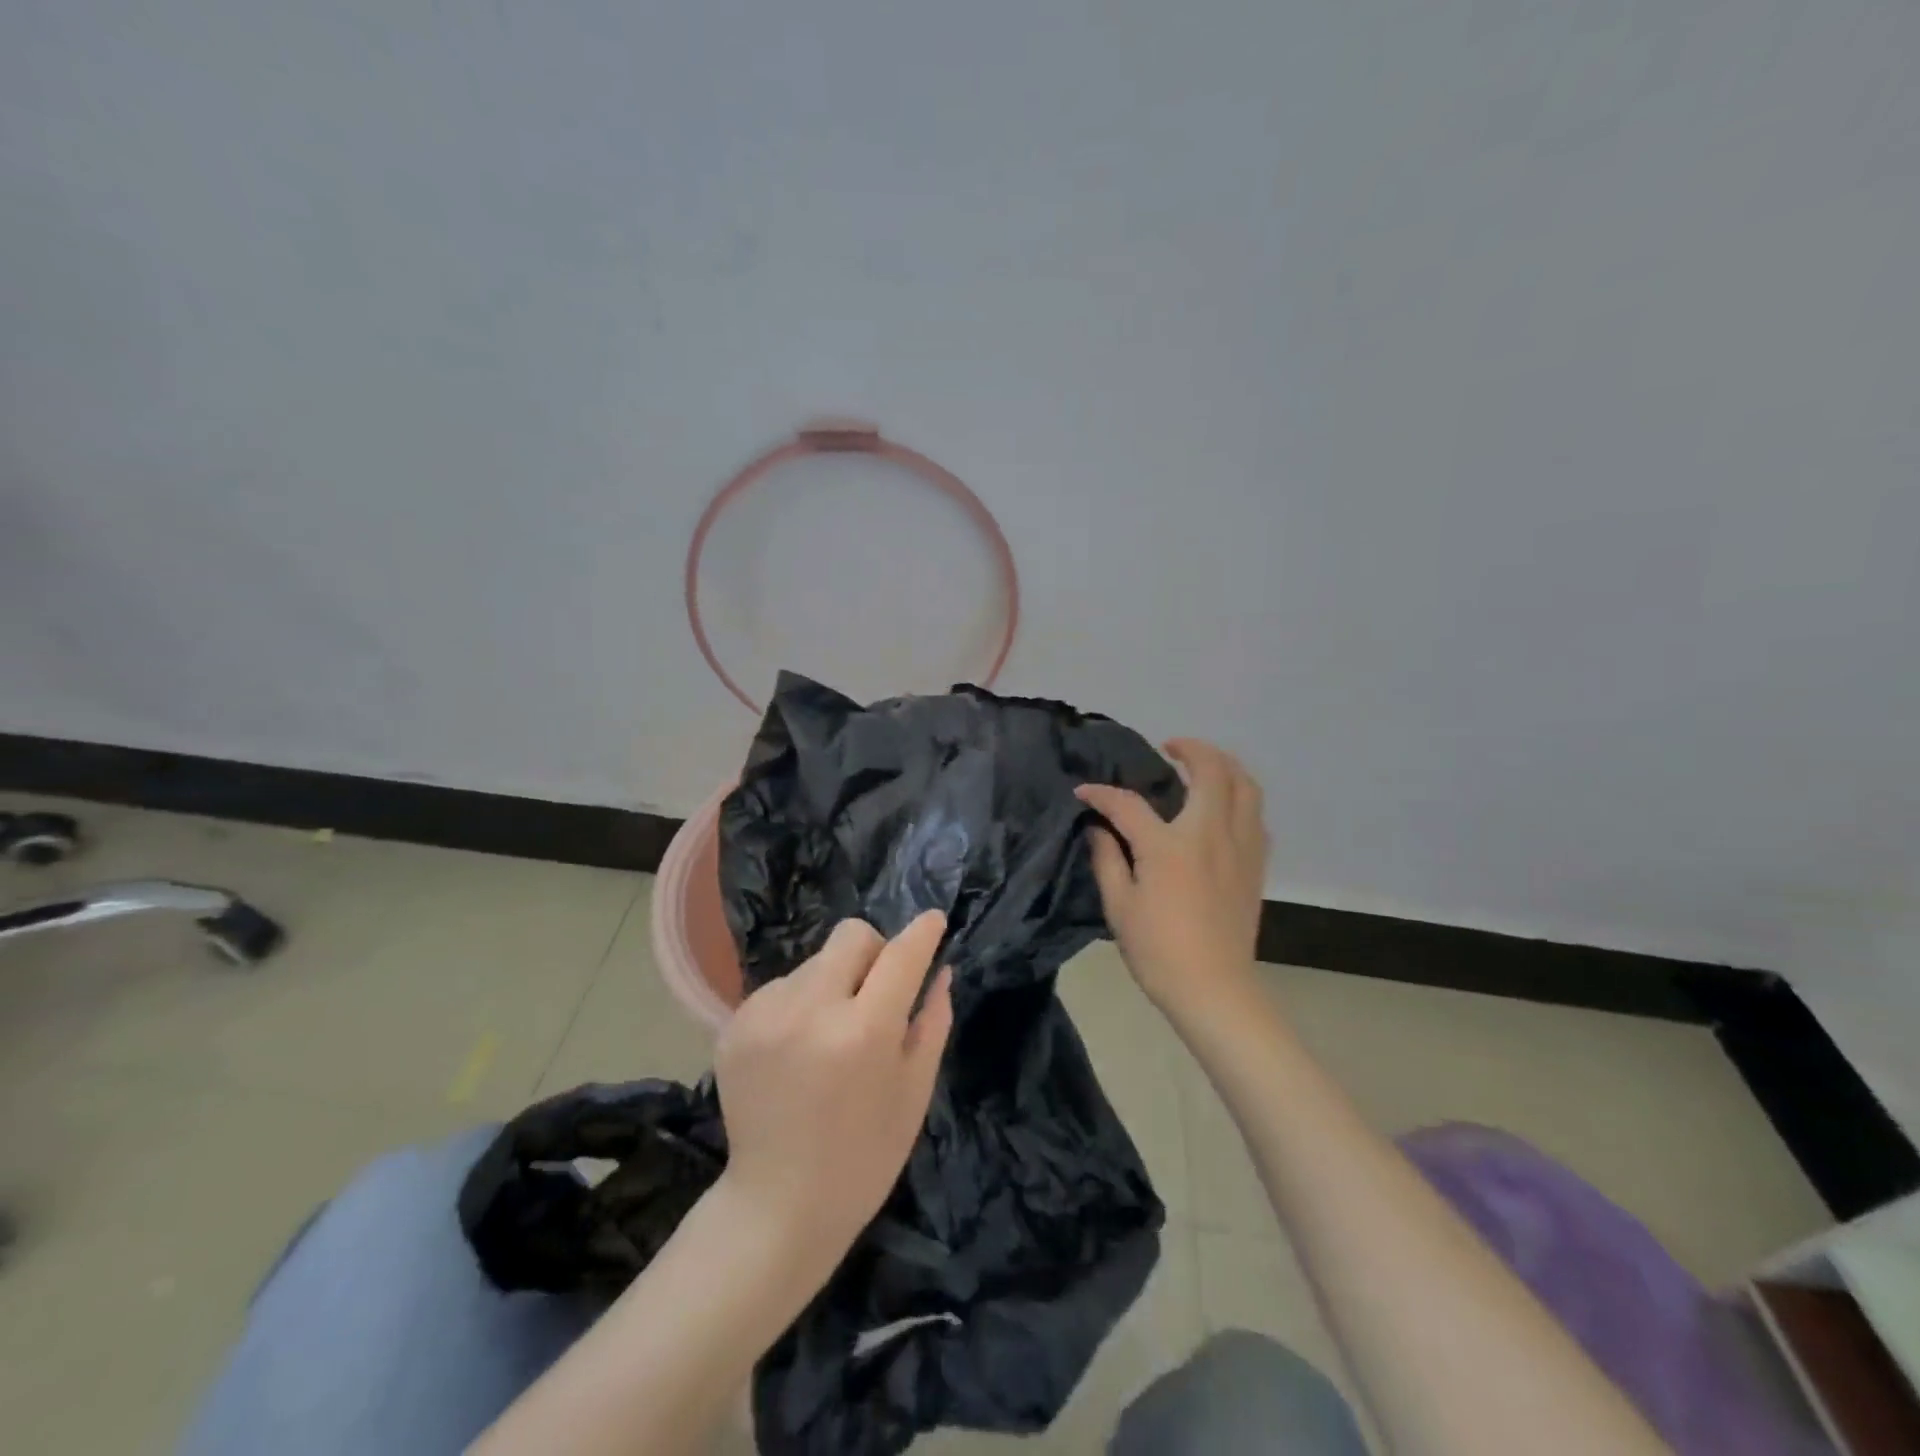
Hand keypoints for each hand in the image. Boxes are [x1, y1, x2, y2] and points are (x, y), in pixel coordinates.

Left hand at [712, 911, 953, 1270]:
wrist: (778, 1205)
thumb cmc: (865, 1155)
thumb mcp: (915, 1092)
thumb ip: (931, 1022)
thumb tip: (941, 969)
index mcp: (864, 1032)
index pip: (900, 955)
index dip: (922, 932)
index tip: (933, 920)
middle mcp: (811, 1010)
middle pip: (851, 935)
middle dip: (873, 952)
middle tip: (875, 995)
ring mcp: (765, 1014)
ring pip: (815, 962)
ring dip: (833, 983)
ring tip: (830, 1035)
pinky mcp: (735, 1024)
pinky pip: (782, 987)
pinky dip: (799, 1004)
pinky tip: (798, 1050)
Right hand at [1076, 739, 1268, 1020]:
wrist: (1215, 989)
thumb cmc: (1159, 950)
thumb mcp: (1119, 906)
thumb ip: (1107, 859)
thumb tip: (1100, 829)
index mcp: (1170, 846)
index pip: (1129, 804)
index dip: (1102, 794)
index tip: (1084, 793)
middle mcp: (1211, 834)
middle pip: (1212, 771)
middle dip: (1191, 748)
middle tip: (1170, 748)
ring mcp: (1241, 847)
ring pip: (1246, 786)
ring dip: (1225, 766)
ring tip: (1203, 766)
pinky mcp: (1256, 864)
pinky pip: (1255, 814)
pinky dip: (1239, 797)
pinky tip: (1222, 808)